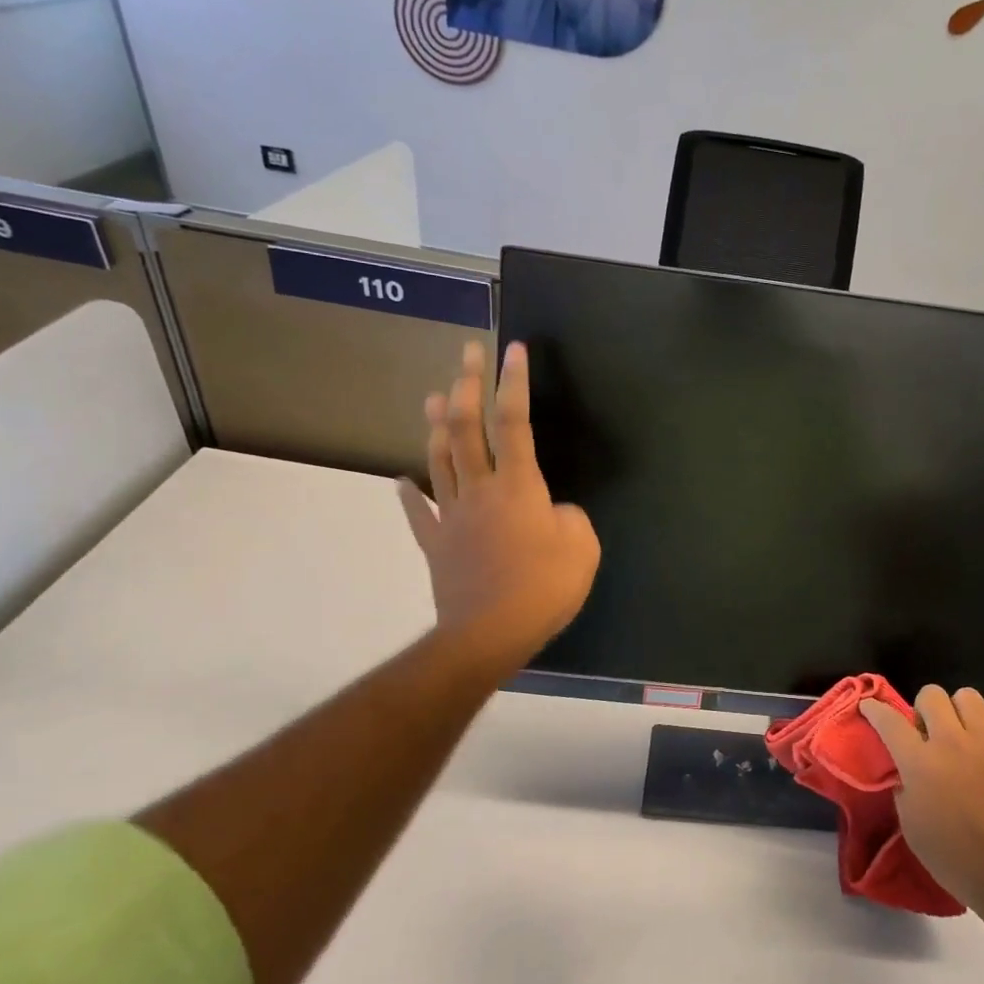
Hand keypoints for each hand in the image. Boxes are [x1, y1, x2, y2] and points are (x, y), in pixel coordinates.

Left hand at [396, 341, 599, 675]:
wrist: (488, 634)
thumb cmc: (543, 588)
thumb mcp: (582, 547)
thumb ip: (568, 517)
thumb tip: (550, 512)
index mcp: (518, 487)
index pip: (515, 423)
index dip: (514, 383)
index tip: (514, 350)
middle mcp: (480, 490)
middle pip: (468, 429)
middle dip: (468, 385)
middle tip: (466, 352)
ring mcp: (452, 516)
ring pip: (439, 460)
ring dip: (437, 425)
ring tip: (434, 395)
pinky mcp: (435, 544)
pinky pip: (419, 513)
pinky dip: (409, 494)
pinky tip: (400, 480)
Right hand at [861, 686, 983, 924]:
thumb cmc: (953, 858)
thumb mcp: (911, 825)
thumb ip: (904, 787)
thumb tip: (907, 770)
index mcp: (920, 763)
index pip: (889, 720)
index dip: (874, 709)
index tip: (869, 706)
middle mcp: (951, 742)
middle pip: (931, 694)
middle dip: (924, 708)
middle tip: (928, 732)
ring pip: (968, 696)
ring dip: (960, 712)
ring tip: (963, 734)